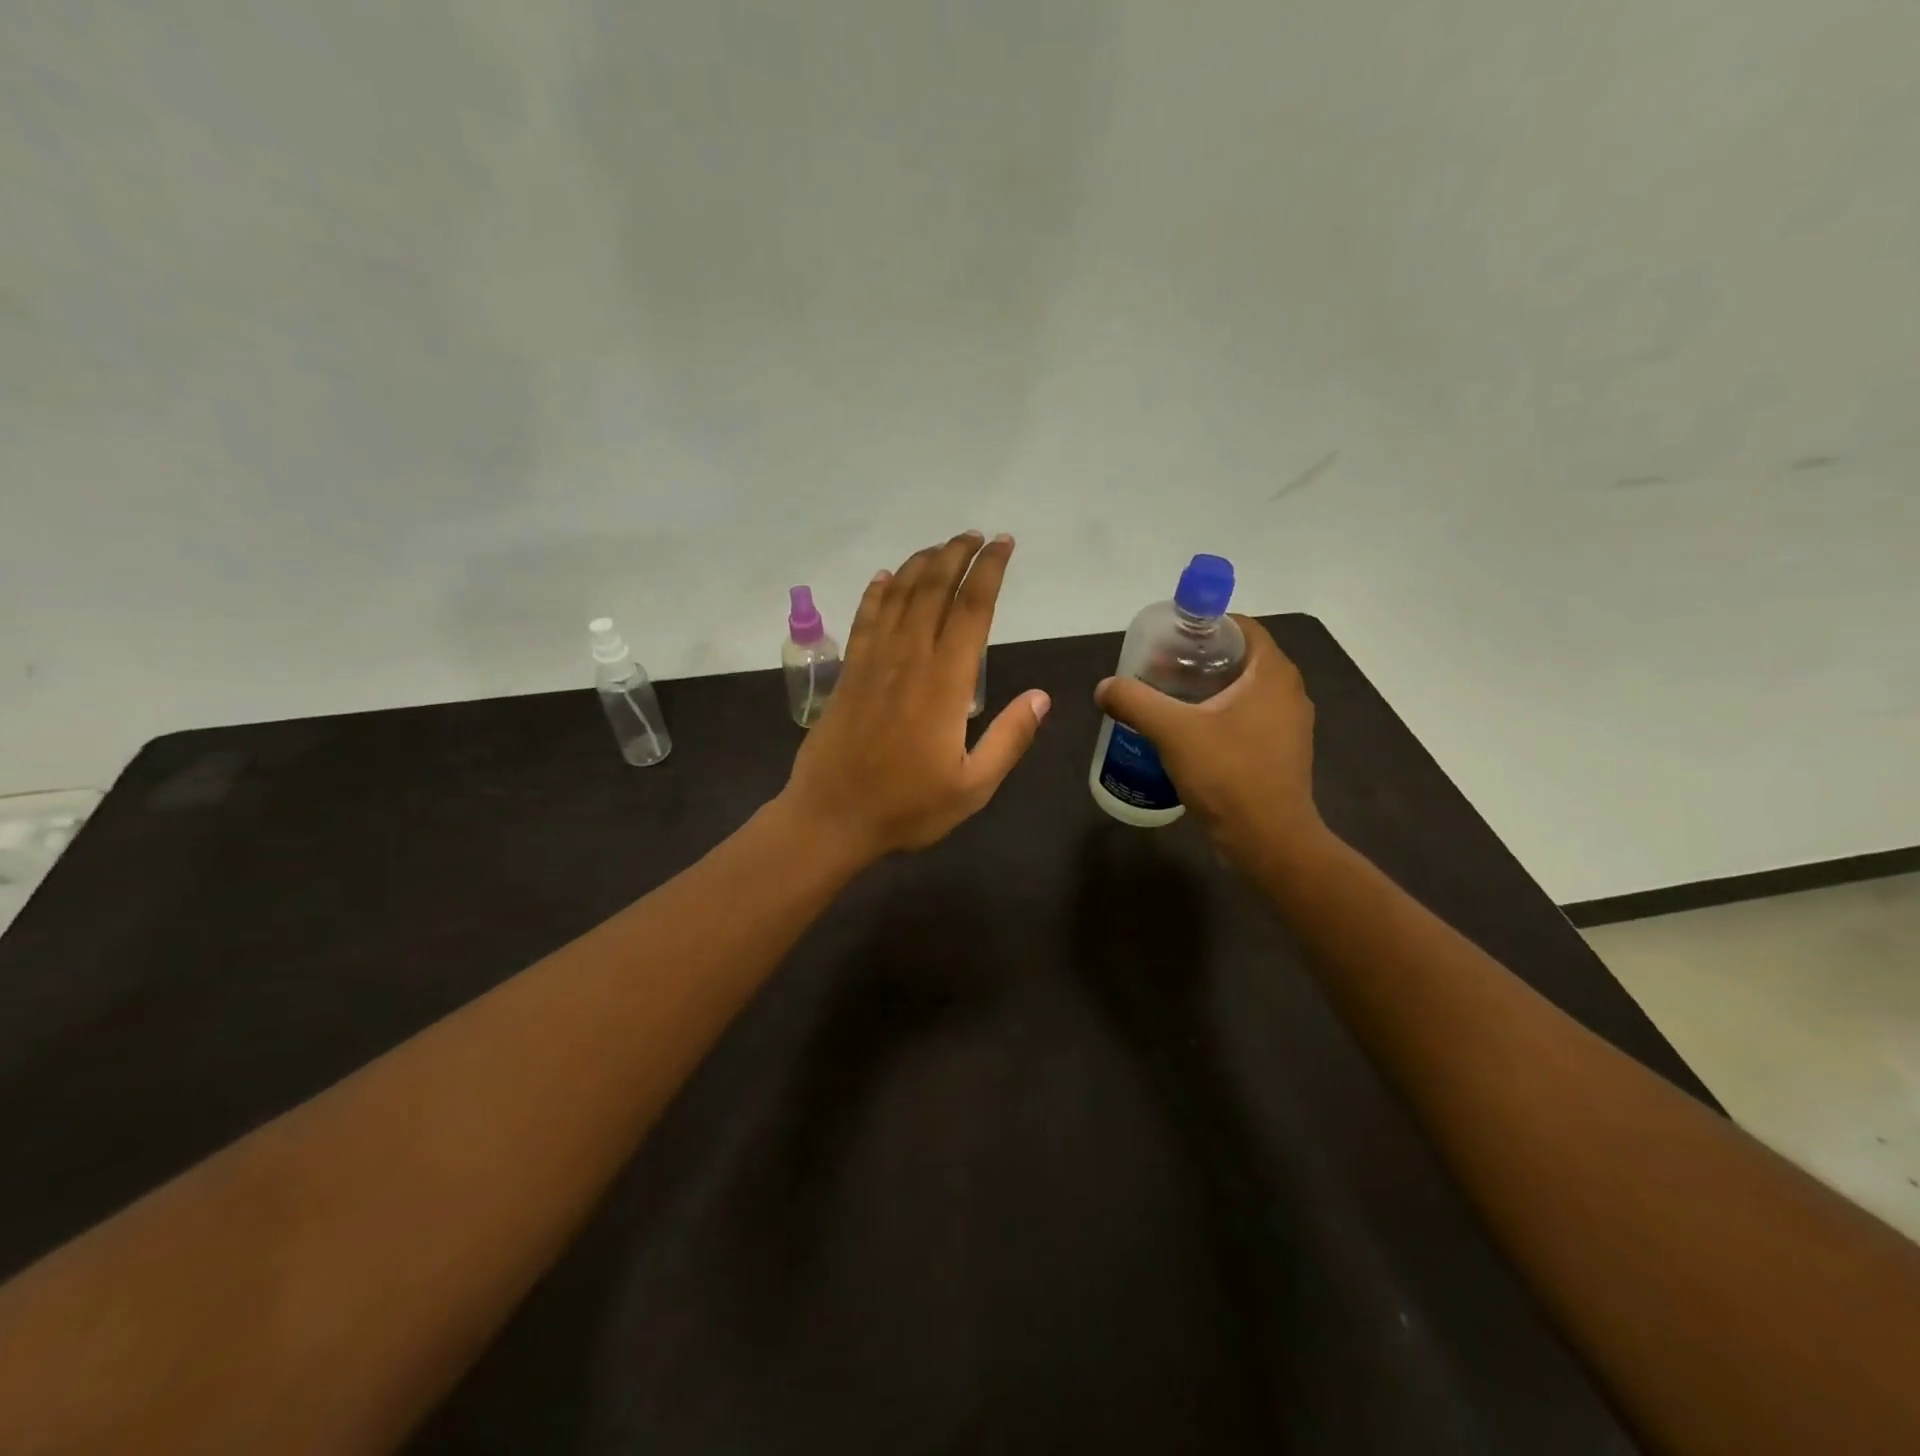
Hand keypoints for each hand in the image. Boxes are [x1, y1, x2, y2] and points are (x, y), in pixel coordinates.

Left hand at [780, 531, 1050, 862]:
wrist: (830, 817)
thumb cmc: (906, 808)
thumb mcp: (972, 787)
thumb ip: (1009, 739)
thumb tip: (1042, 697)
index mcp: (945, 685)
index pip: (972, 611)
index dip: (989, 572)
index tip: (1003, 545)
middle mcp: (909, 661)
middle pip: (934, 591)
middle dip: (957, 556)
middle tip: (976, 535)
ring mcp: (873, 663)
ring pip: (898, 597)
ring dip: (921, 565)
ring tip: (941, 546)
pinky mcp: (849, 673)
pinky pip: (864, 620)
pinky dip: (877, 593)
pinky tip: (885, 577)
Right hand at [1094, 616, 1323, 864]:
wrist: (1268, 840)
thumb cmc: (1227, 775)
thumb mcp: (1172, 731)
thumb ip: (1134, 701)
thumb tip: (1104, 688)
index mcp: (1273, 673)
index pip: (1241, 627)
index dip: (1203, 626)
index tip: (1169, 639)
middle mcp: (1288, 692)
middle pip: (1240, 658)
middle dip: (1198, 660)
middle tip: (1157, 669)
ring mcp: (1288, 725)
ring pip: (1243, 691)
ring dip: (1207, 690)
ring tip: (1166, 700)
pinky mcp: (1280, 753)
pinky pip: (1247, 719)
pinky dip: (1218, 717)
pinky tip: (1187, 735)